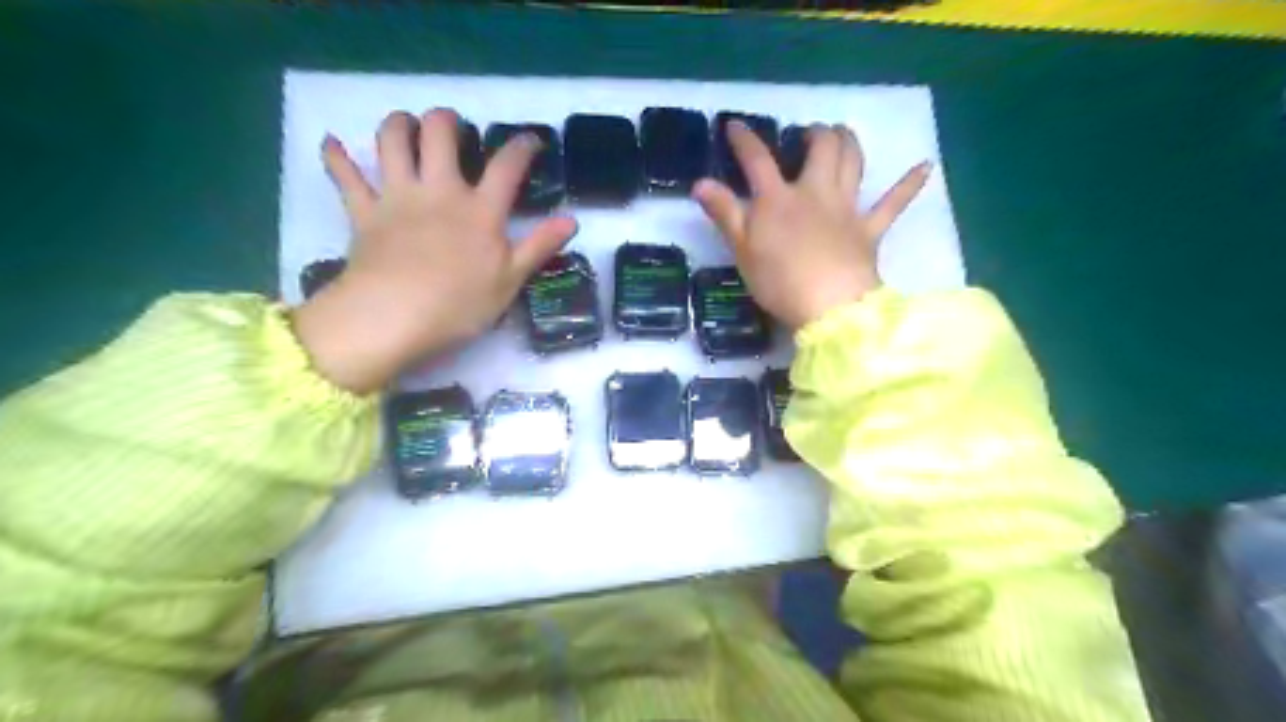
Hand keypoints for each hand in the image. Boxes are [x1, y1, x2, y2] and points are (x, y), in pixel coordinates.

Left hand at [295, 108, 578, 394]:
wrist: (394, 316)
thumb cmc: (459, 304)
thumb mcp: (510, 280)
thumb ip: (539, 246)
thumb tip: (572, 220)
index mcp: (480, 210)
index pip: (507, 166)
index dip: (522, 147)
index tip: (530, 140)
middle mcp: (439, 190)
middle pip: (440, 133)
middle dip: (447, 120)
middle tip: (452, 129)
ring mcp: (397, 196)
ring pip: (392, 139)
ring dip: (398, 124)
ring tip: (406, 126)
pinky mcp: (363, 211)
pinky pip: (345, 176)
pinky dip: (336, 157)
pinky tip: (332, 143)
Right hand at [698, 121, 931, 330]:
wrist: (829, 307)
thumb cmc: (779, 281)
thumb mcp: (742, 249)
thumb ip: (724, 213)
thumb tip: (700, 183)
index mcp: (779, 199)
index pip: (757, 160)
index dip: (744, 139)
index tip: (734, 125)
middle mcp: (815, 193)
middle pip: (820, 149)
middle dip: (814, 133)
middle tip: (808, 133)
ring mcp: (846, 209)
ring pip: (853, 163)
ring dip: (849, 142)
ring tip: (843, 133)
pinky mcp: (869, 231)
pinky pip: (893, 204)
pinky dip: (909, 185)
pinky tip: (925, 167)